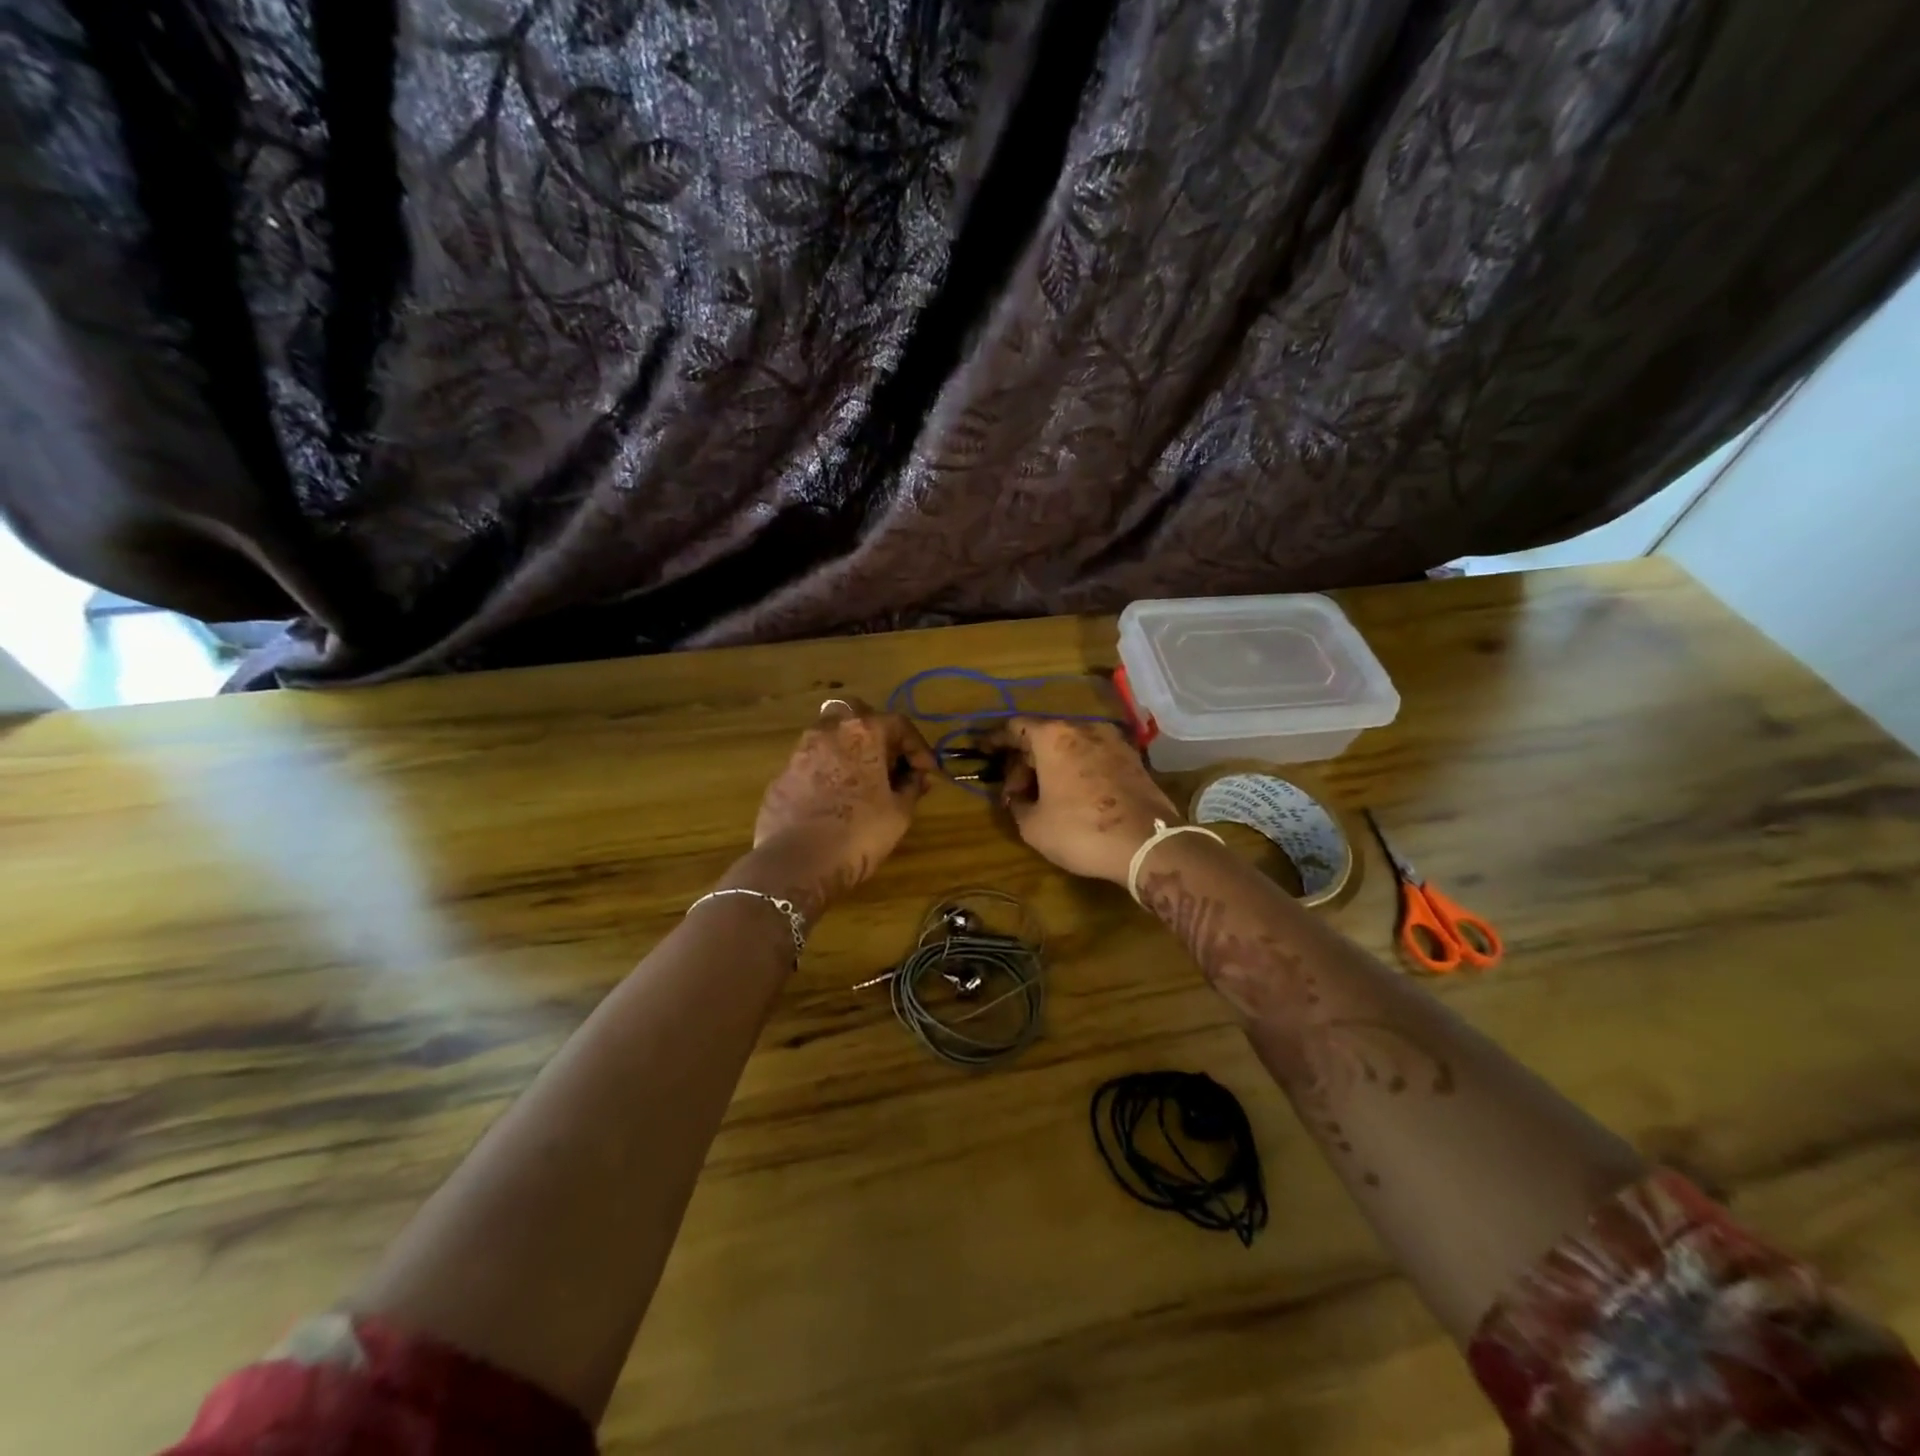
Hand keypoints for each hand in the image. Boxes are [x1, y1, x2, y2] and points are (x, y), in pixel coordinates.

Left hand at [748, 698, 937, 907]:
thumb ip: (911, 787)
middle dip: (877, 734)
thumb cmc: (859, 833)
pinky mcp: (781, 776)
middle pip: (857, 716)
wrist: (797, 864)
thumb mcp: (900, 813)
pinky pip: (811, 765)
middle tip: (889, 762)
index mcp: (863, 732)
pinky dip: (827, 773)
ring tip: (862, 782)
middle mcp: (828, 730)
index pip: (899, 724)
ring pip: (830, 737)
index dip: (918, 748)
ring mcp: (799, 751)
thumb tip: (917, 777)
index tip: (926, 772)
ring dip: (849, 751)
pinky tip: (834, 800)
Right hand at [989, 717, 1180, 885]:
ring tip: (1043, 795)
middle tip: (1015, 791)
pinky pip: (1093, 757)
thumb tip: (1018, 798)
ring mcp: (1113, 741)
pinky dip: (1077, 768)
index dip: (994, 739)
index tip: (982, 750)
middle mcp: (1083, 729)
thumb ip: (1018, 804)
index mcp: (1053, 737)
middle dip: (1024, 760)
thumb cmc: (1081, 831)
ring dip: (1052, 765)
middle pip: (1043, 736)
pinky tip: (1073, 794)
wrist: (1148, 844)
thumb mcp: (1034, 826)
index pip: (1015, 727)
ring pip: (1070, 745)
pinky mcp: (1133, 759)